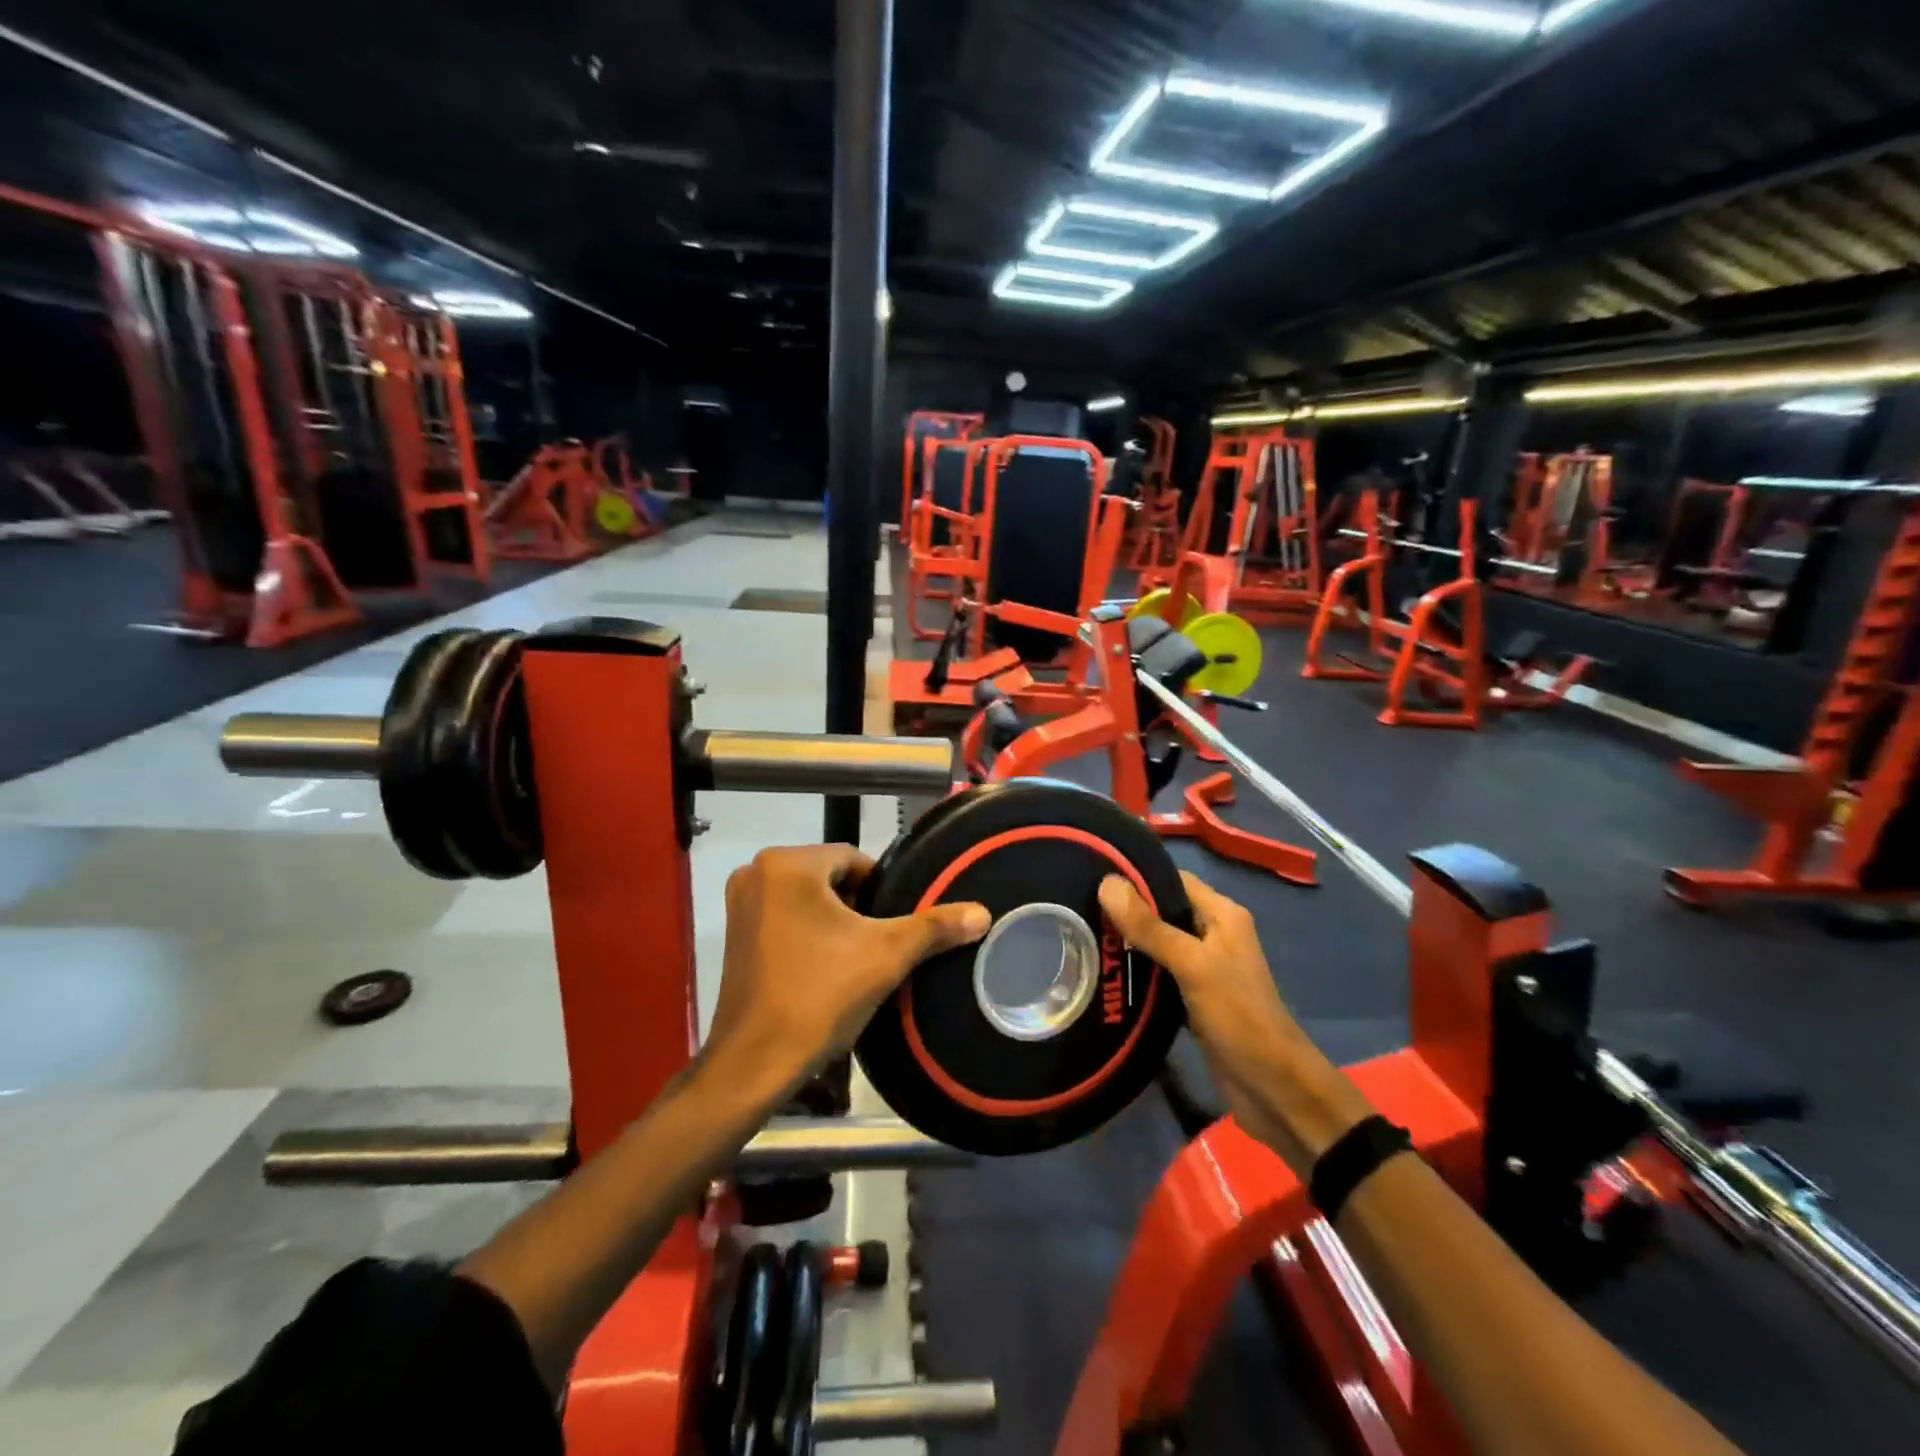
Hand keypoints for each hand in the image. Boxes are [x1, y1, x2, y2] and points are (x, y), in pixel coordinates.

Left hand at [706, 845, 990, 1102]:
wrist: (755, 1063)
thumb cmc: (819, 996)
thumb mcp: (886, 956)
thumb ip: (934, 927)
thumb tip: (983, 913)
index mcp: (787, 863)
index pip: (854, 860)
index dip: (881, 892)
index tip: (893, 927)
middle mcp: (756, 872)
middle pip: (830, 878)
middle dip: (858, 908)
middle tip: (877, 947)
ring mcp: (740, 904)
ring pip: (807, 899)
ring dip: (834, 922)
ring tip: (854, 961)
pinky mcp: (734, 933)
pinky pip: (785, 918)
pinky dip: (807, 934)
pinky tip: (823, 969)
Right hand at [1099, 871, 1366, 1171]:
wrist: (1273, 1089)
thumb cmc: (1238, 1016)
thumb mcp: (1192, 965)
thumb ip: (1150, 926)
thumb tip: (1106, 882)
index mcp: (1222, 915)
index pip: (1173, 879)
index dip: (1137, 876)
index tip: (1093, 877)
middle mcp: (1214, 935)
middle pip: (1163, 910)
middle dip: (1126, 911)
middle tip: (1080, 910)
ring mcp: (1205, 968)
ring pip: (1158, 944)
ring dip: (1128, 943)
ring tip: (1083, 938)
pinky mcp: (1194, 999)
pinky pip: (1159, 974)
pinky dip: (1137, 973)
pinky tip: (1106, 974)